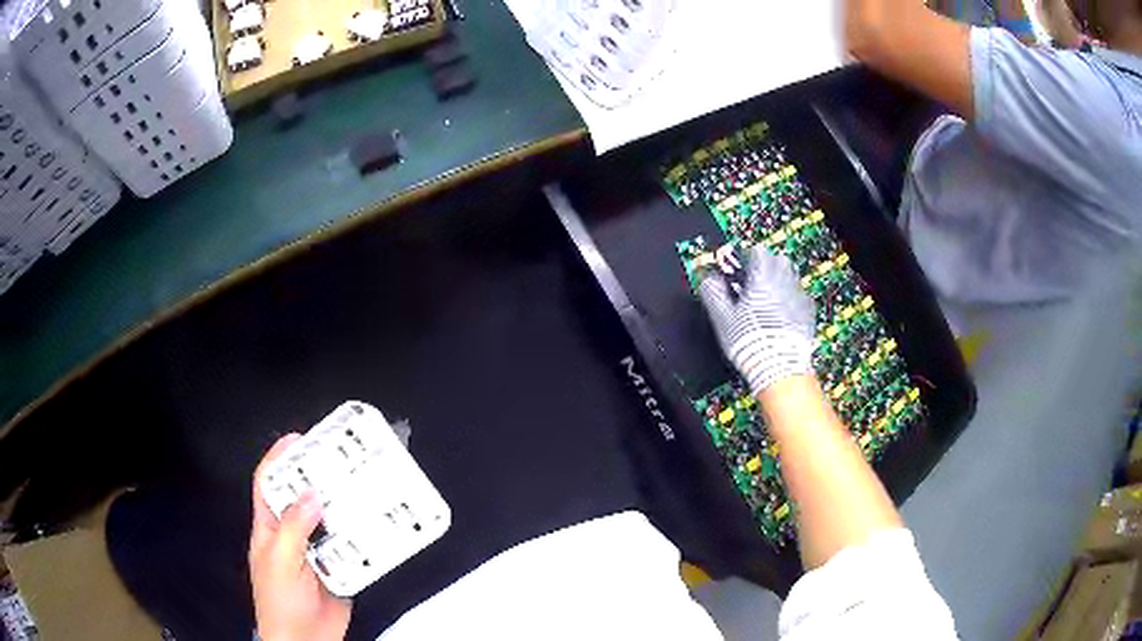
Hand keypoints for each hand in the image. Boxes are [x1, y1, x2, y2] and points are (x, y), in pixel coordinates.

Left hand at [250, 434, 351, 640]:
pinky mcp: (338, 568)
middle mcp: (293, 535)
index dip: (280, 459)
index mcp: (270, 528)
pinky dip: (362, 536)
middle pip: (303, 498)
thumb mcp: (279, 561)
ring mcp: (316, 552)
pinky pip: (350, 546)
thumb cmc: (280, 602)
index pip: (268, 485)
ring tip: (363, 487)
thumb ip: (293, 528)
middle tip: (341, 460)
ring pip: (330, 521)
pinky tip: (375, 525)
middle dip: (318, 478)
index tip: (299, 439)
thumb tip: (312, 494)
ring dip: (344, 506)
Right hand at [699, 245, 815, 394]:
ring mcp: (799, 297)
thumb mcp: (722, 318)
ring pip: (790, 276)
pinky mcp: (808, 314)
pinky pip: (800, 297)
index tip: (738, 269)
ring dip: (779, 281)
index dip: (745, 258)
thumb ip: (713, 292)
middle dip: (765, 267)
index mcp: (762, 278)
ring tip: (766, 300)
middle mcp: (784, 282)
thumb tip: (707, 278)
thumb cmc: (750, 343)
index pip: (756, 251)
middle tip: (752, 283)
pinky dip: (791, 300)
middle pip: (777, 259)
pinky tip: (781, 316)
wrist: (779, 369)